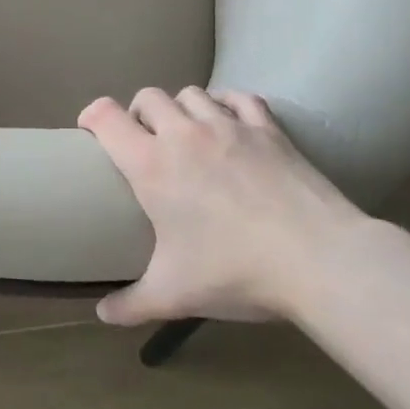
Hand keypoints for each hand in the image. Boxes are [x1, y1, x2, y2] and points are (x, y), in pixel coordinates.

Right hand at [79, 87, 369, 325]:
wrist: (319, 260)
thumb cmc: (235, 271)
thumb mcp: (174, 293)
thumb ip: (131, 304)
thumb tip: (102, 315)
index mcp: (151, 165)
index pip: (105, 116)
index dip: (91, 116)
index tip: (89, 131)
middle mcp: (184, 134)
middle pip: (148, 96)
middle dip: (138, 113)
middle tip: (144, 141)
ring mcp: (229, 126)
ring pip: (191, 93)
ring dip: (181, 108)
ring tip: (187, 133)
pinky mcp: (269, 129)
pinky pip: (239, 97)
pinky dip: (227, 103)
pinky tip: (230, 122)